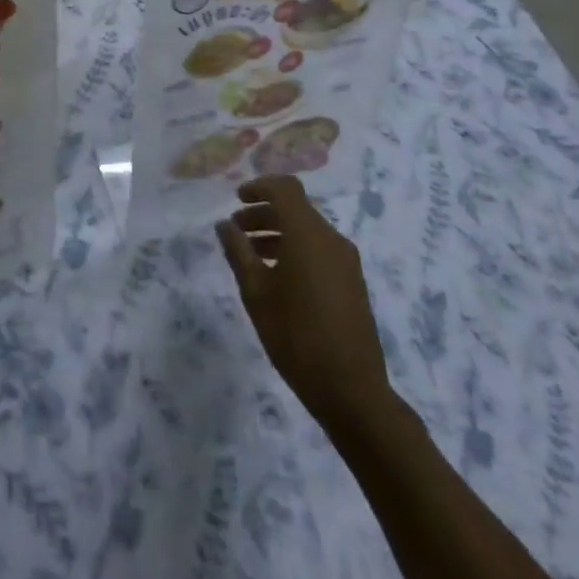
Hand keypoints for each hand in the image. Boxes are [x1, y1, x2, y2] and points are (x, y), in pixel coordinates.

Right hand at [217, 175, 396, 440]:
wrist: (352, 391)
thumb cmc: (296, 336)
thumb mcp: (256, 292)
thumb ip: (238, 252)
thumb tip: (225, 225)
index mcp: (308, 234)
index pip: (285, 188)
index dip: (259, 187)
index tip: (236, 200)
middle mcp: (331, 239)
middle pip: (295, 208)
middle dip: (263, 213)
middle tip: (236, 231)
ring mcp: (346, 261)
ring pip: (307, 230)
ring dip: (278, 233)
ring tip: (251, 256)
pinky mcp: (352, 282)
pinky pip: (319, 250)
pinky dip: (295, 249)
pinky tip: (276, 277)